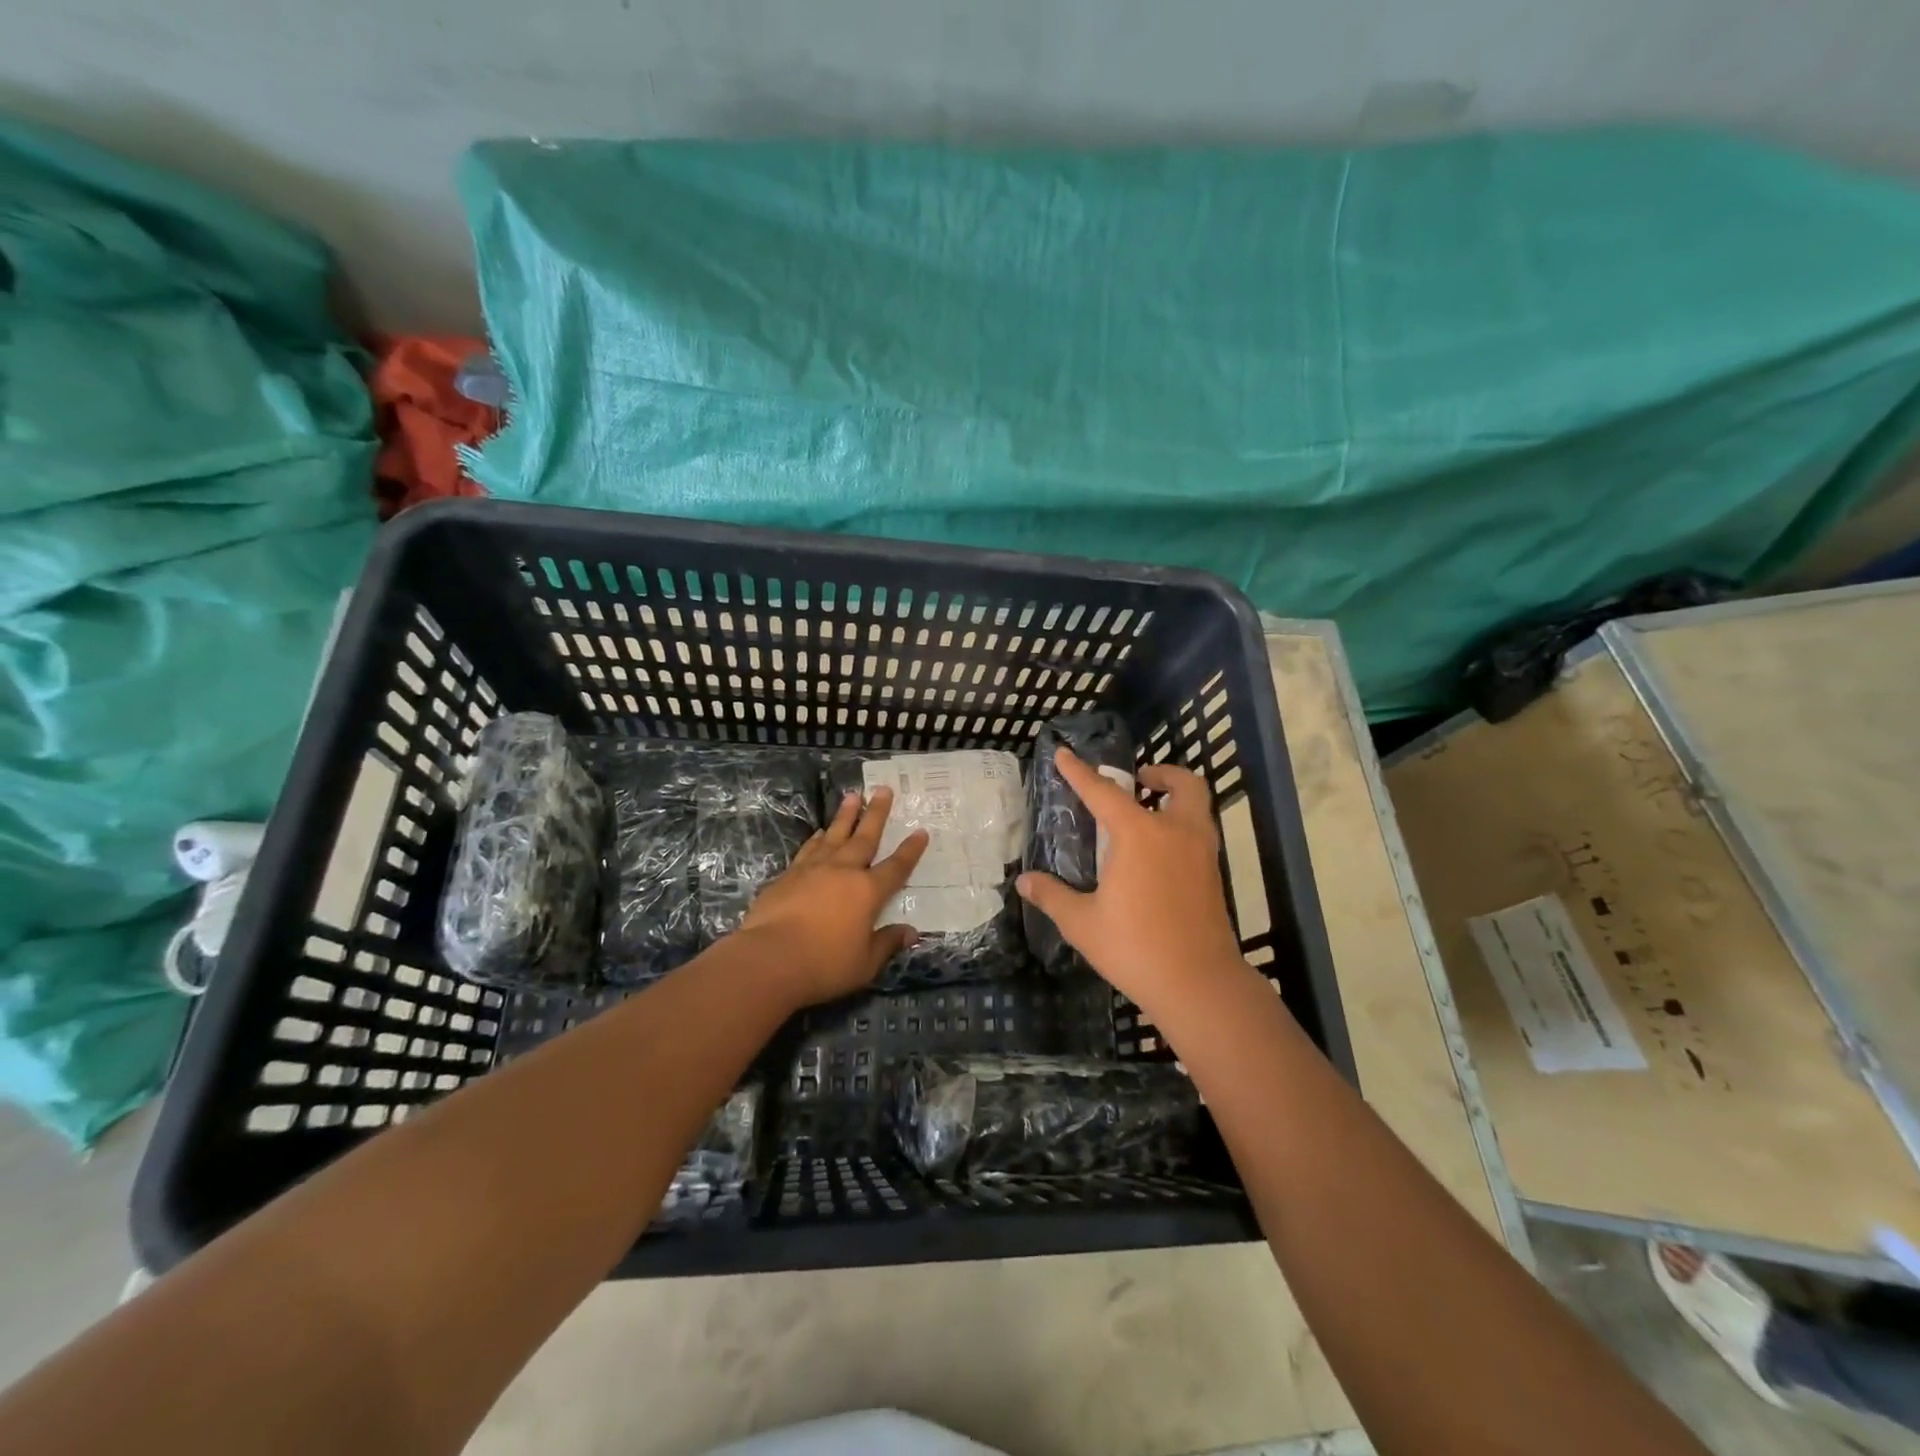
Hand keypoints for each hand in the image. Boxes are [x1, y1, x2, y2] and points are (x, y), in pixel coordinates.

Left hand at [738, 786, 928, 1005]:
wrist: (769, 959)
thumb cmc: (824, 964)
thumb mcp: (865, 963)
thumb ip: (887, 944)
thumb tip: (911, 933)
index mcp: (868, 892)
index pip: (896, 867)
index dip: (910, 850)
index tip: (921, 831)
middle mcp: (843, 872)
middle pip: (864, 837)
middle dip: (876, 813)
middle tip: (882, 789)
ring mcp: (813, 870)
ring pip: (834, 835)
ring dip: (845, 815)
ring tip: (852, 795)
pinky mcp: (788, 876)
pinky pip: (808, 849)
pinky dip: (817, 838)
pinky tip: (820, 832)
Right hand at [1017, 748, 1244, 1015]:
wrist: (1199, 984)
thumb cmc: (1135, 948)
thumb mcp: (1082, 923)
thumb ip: (1052, 896)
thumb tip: (1024, 882)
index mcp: (1139, 835)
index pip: (1103, 792)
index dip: (1080, 772)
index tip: (1064, 754)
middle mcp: (1175, 832)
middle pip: (1182, 784)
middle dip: (1161, 774)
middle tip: (1139, 781)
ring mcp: (1201, 852)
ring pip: (1198, 806)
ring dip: (1176, 797)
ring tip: (1149, 811)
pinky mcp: (1214, 875)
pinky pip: (1200, 832)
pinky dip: (1182, 824)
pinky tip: (1160, 852)